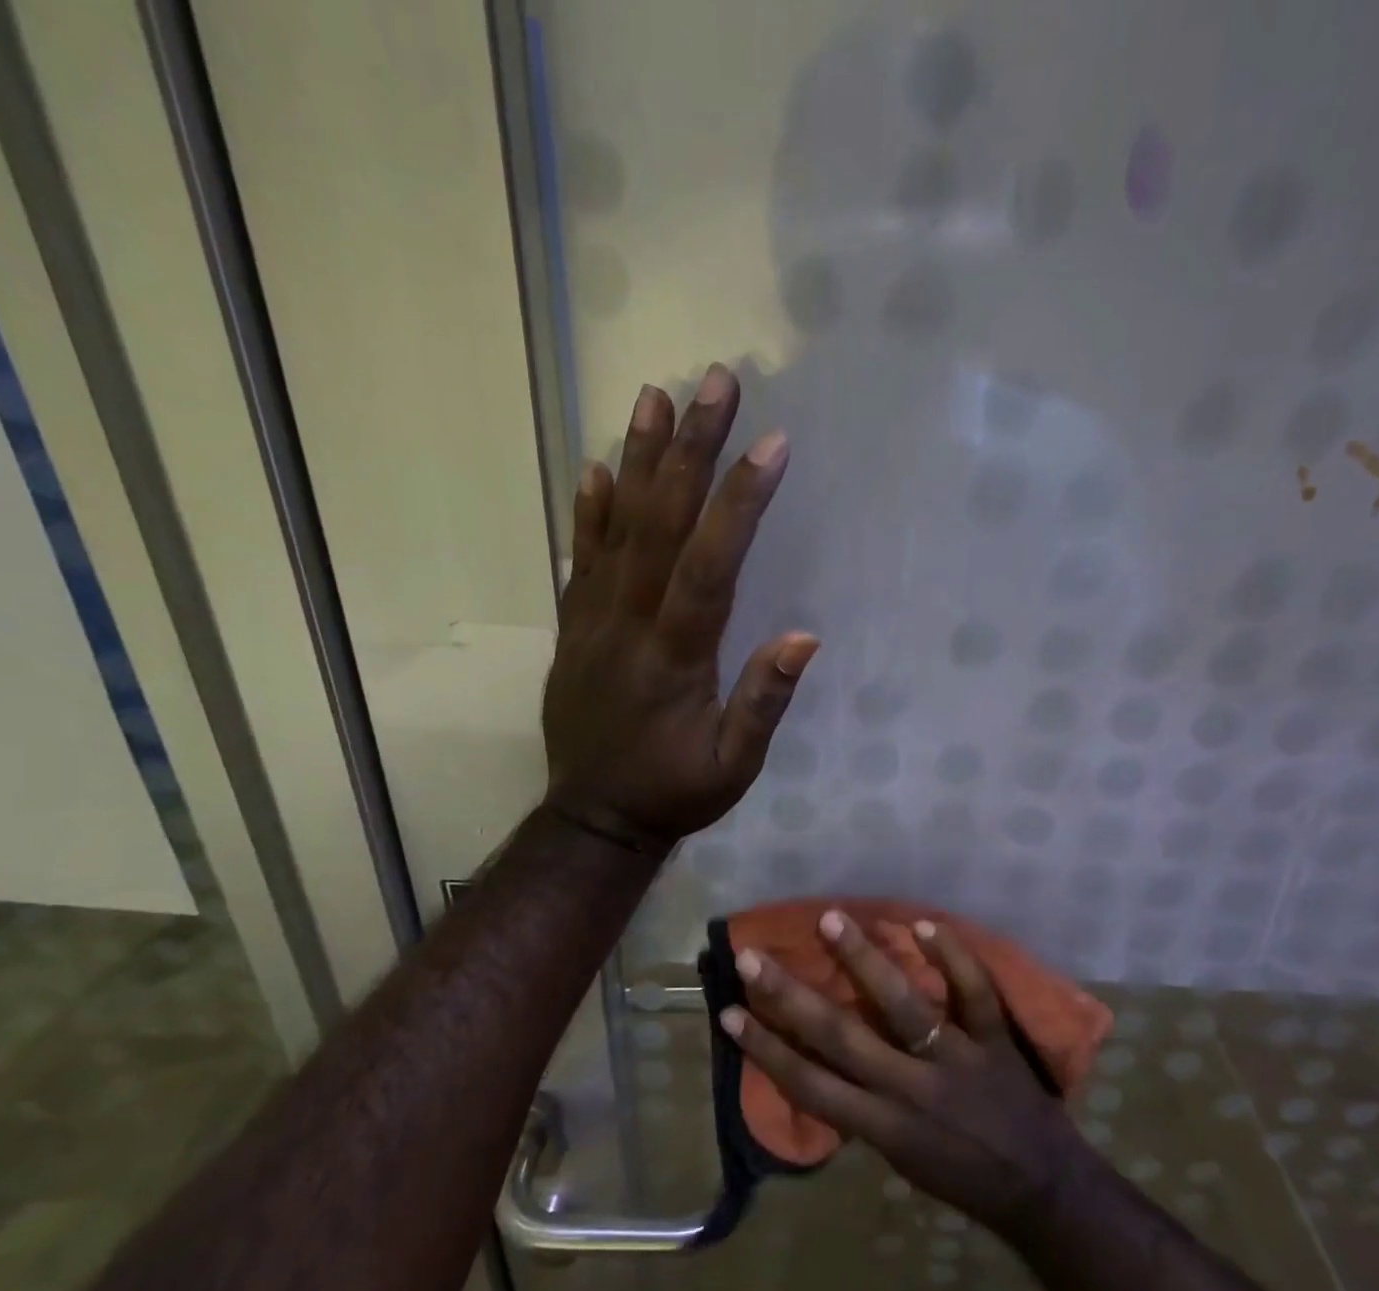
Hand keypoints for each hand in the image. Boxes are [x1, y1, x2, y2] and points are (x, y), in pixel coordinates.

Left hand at [542, 365, 817, 849]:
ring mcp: (592, 623)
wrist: (593, 819)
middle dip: (690, 450)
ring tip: (653, 396)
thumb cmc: (674, 793)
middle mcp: (628, 626)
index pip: (709, 566)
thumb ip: (764, 702)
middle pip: (660, 525)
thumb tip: (804, 636)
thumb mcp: (734, 768)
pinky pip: (578, 561)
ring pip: (615, 529)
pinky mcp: (573, 629)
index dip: (739, 503)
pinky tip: (595, 468)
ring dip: (636, 460)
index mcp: (674, 659)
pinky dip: (587, 513)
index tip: (770, 444)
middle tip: (714, 382)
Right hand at [720, 910, 1089, 1241]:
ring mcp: (955, 1059)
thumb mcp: (900, 1161)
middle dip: (790, 997)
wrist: (1043, 1190)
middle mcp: (911, 1089)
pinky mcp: (994, 1040)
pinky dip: (952, 958)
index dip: (765, 1049)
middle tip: (753, 957)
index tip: (728, 1012)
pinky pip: (974, 993)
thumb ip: (863, 1112)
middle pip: (840, 1037)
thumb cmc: (963, 1178)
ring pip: (902, 1005)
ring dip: (864, 961)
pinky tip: (923, 924)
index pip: (810, 1084)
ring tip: (831, 920)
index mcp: (883, 1126)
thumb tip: (824, 1063)